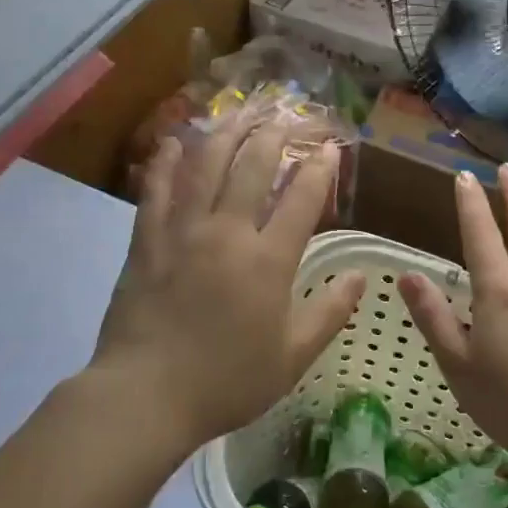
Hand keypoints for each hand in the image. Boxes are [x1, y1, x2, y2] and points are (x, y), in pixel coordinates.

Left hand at [91, 114, 364, 449]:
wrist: (146, 395)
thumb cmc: (227, 381)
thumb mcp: (292, 357)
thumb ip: (329, 312)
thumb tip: (361, 277)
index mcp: (268, 260)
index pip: (301, 199)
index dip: (320, 168)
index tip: (330, 146)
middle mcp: (228, 232)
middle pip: (253, 167)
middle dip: (274, 135)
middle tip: (285, 114)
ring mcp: (183, 231)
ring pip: (206, 166)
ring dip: (226, 133)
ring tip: (240, 111)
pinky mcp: (147, 240)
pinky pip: (156, 190)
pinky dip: (166, 162)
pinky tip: (174, 141)